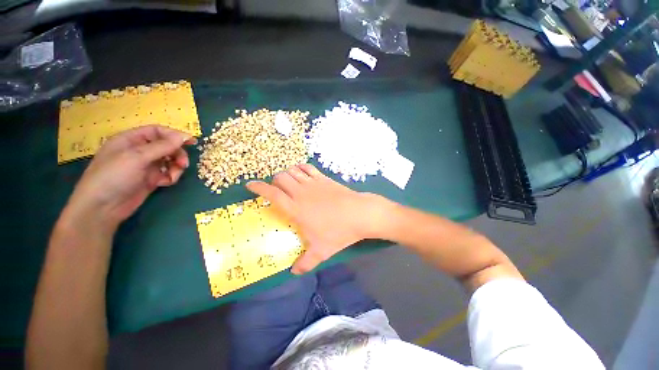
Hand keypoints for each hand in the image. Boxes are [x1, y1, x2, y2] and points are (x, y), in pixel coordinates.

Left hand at [65, 125, 195, 231]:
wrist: (103, 208)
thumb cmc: (114, 176)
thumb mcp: (137, 157)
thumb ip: (162, 146)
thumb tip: (184, 136)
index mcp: (131, 140)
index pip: (157, 131)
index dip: (174, 135)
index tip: (192, 142)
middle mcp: (139, 151)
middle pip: (166, 146)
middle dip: (177, 154)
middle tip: (184, 164)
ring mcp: (145, 166)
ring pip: (169, 160)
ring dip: (176, 167)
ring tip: (173, 176)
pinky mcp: (151, 179)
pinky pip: (167, 173)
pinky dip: (171, 177)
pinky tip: (165, 183)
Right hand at [246, 164, 386, 273]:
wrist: (360, 214)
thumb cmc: (339, 232)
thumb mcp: (321, 251)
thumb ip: (305, 263)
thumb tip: (293, 272)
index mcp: (296, 208)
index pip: (272, 194)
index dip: (258, 187)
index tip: (250, 185)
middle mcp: (301, 192)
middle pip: (281, 177)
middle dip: (274, 181)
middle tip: (276, 189)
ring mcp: (313, 183)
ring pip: (293, 171)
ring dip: (287, 174)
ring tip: (288, 182)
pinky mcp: (324, 178)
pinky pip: (308, 168)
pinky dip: (300, 168)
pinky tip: (302, 173)